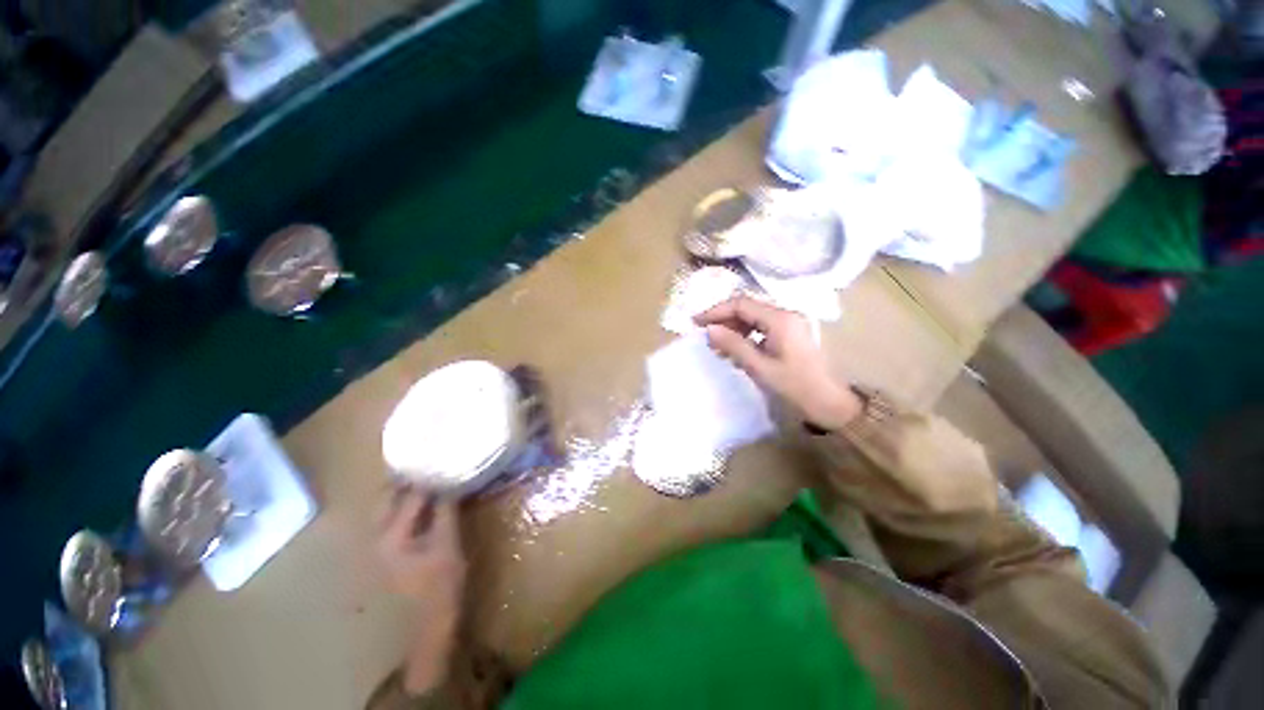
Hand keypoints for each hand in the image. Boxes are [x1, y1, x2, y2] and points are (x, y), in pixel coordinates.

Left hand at [376, 487, 466, 694]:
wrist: (426, 624)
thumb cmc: (440, 585)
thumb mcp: (448, 545)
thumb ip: (445, 513)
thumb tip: (449, 485)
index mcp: (392, 536)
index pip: (411, 496)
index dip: (429, 479)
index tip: (443, 464)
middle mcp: (376, 537)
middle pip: (387, 498)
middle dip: (408, 480)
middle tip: (431, 468)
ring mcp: (375, 546)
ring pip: (384, 508)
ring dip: (403, 493)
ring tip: (426, 482)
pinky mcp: (381, 553)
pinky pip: (388, 520)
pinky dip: (401, 507)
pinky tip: (418, 505)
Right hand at [694, 296, 861, 430]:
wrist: (830, 404)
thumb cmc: (795, 386)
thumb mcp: (759, 367)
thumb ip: (733, 345)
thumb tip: (709, 330)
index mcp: (780, 319)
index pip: (741, 304)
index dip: (715, 311)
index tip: (696, 323)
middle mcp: (786, 314)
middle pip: (747, 307)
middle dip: (723, 318)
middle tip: (704, 334)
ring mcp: (790, 323)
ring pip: (753, 317)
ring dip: (733, 327)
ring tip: (717, 345)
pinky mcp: (790, 334)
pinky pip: (762, 327)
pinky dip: (745, 334)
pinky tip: (735, 348)